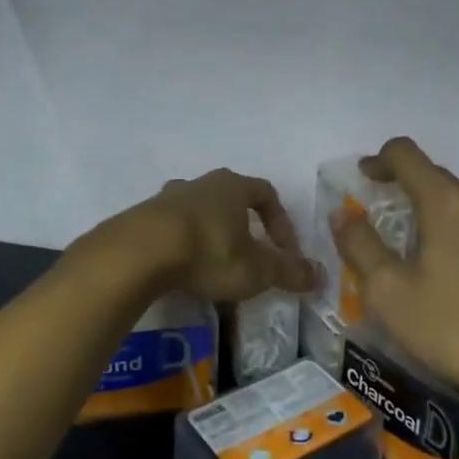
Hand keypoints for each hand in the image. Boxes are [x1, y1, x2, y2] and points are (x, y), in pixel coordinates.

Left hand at [124, 167, 317, 304]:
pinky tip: (181, 271)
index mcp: (232, 186)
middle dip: (243, 226)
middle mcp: (200, 183)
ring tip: (213, 266)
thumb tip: (319, 274)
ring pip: (197, 211)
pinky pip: (170, 228)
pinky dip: (181, 245)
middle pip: (229, 199)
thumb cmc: (208, 252)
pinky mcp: (141, 217)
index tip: (284, 250)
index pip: (266, 193)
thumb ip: (288, 272)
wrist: (139, 252)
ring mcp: (166, 198)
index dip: (280, 221)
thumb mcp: (256, 270)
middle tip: (249, 255)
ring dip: (210, 234)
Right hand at [329, 137, 458, 417]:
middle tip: (378, 217)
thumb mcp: (388, 291)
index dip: (378, 159)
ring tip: (411, 247)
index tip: (362, 179)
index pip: (406, 154)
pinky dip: (456, 235)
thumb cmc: (452, 328)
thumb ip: (359, 245)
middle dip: (403, 186)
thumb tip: (343, 213)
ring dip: (430, 211)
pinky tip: (449, 276)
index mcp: (446, 203)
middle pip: (435, 176)